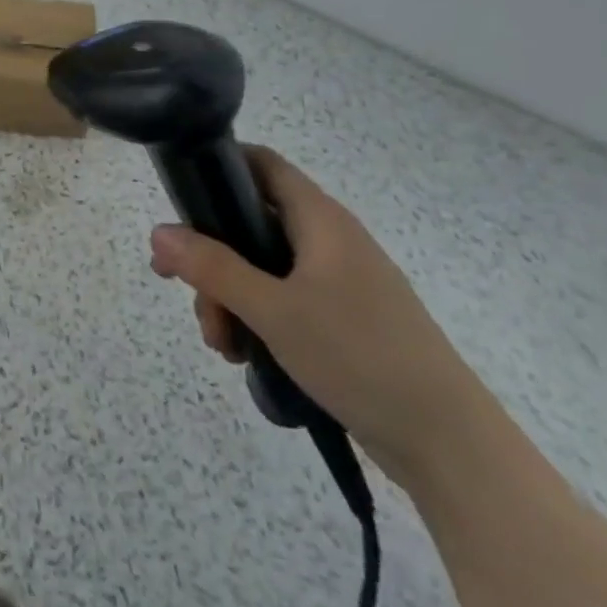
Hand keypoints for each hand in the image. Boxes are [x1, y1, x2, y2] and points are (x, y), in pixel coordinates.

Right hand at [150, 146, 491, 487]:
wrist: (448, 443)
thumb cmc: (359, 356)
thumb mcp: (274, 310)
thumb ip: (212, 268)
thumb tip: (158, 232)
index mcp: (320, 220)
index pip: (261, 163)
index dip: (217, 166)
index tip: (178, 198)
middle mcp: (328, 240)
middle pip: (249, 223)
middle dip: (210, 256)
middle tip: (183, 290)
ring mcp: (337, 281)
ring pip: (260, 268)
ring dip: (228, 296)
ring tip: (222, 343)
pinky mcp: (342, 318)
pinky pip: (282, 300)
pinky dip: (255, 318)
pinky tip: (245, 355)